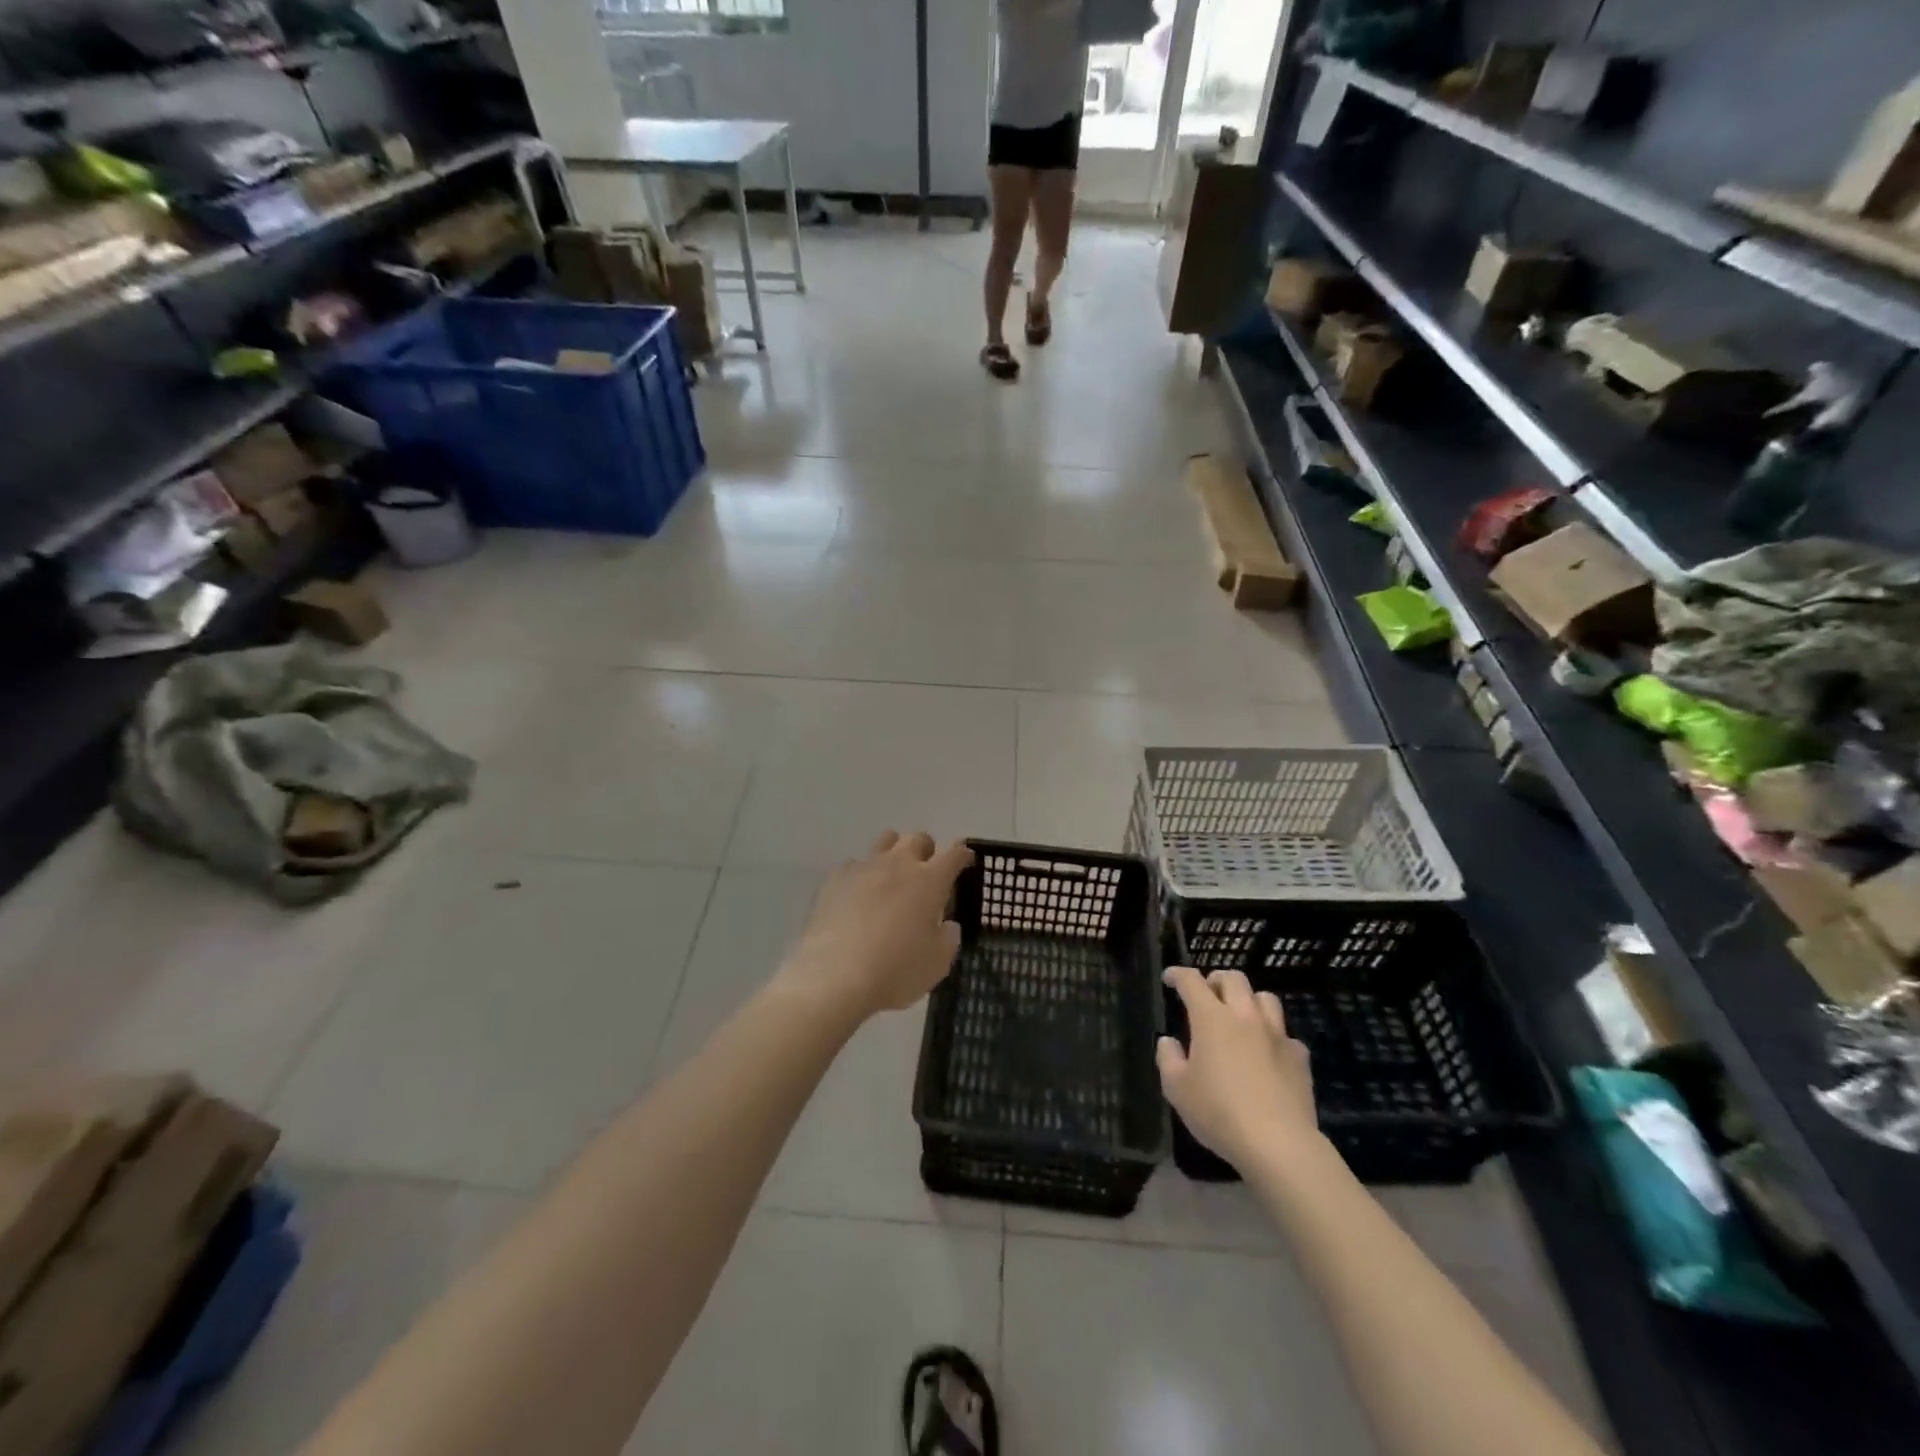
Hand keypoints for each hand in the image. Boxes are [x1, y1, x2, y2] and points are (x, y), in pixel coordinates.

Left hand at [783, 831, 973, 1020]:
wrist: (835, 975)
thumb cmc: (895, 970)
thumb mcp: (937, 964)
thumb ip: (948, 938)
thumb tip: (947, 925)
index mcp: (929, 881)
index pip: (954, 854)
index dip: (962, 854)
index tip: (965, 860)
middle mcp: (898, 864)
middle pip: (918, 838)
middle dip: (926, 850)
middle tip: (926, 872)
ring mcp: (864, 867)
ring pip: (885, 840)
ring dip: (893, 852)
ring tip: (891, 876)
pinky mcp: (834, 878)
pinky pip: (853, 864)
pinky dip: (860, 875)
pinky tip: (856, 896)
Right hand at [1157, 965, 1317, 1174]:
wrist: (1278, 1144)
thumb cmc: (1219, 1112)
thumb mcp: (1176, 1089)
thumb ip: (1168, 1058)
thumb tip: (1169, 1041)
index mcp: (1211, 1018)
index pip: (1192, 981)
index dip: (1178, 974)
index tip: (1169, 979)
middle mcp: (1245, 1016)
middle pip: (1233, 978)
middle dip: (1216, 980)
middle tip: (1207, 994)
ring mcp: (1276, 1035)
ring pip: (1265, 998)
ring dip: (1249, 1000)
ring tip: (1240, 1016)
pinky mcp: (1299, 1057)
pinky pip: (1286, 1035)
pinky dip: (1274, 1037)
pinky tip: (1268, 1054)